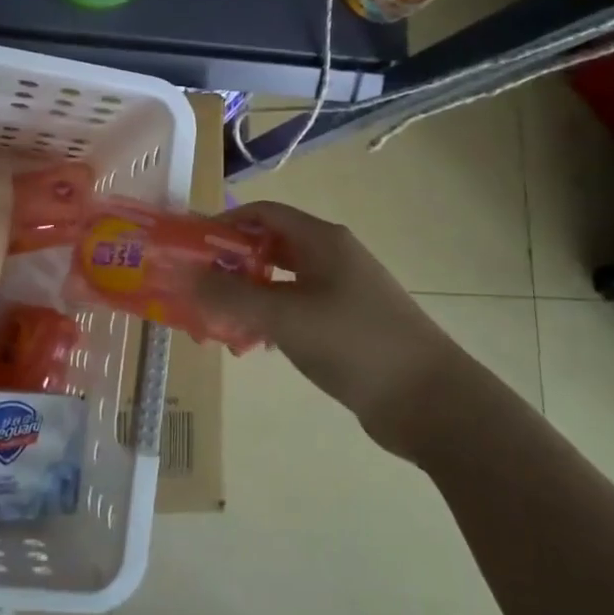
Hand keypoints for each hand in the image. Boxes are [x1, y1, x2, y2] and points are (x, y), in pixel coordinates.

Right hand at [197, 200, 460, 450]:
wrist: (429, 401)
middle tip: (196, 288)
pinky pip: (295, 311)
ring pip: (280, 282)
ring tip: (215, 322)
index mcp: (322, 241)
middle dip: (230, 264)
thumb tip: (184, 274)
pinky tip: (252, 346)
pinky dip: (269, 320)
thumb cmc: (356, 343)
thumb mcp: (285, 316)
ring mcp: (340, 292)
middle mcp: (332, 258)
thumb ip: (231, 295)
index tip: (190, 248)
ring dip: (246, 296)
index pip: (264, 214)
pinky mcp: (344, 325)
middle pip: (270, 247)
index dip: (224, 223)